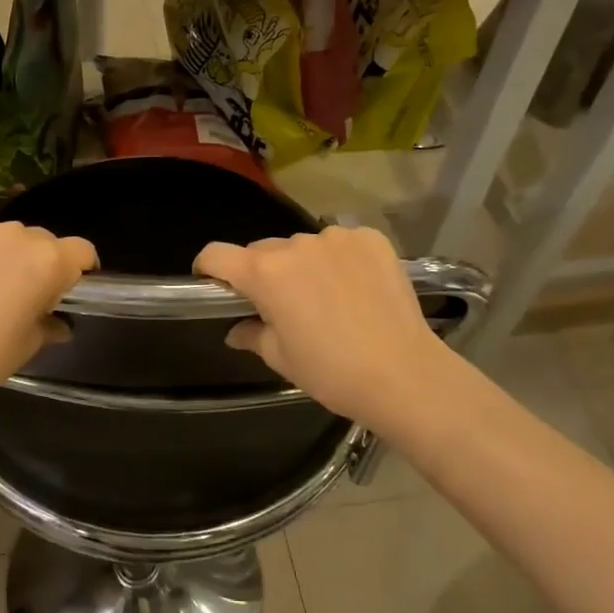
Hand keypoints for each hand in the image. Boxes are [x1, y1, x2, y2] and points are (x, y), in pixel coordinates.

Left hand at [0, 216, 97, 411]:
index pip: (82, 250)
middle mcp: (18, 235)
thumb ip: (48, 325)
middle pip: (40, 240)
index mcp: (49, 262)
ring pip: (1, 234)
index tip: (68, 286)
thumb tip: (58, 324)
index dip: (80, 267)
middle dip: (37, 261)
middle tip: (18, 293)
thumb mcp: (28, 345)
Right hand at [194, 226, 453, 435]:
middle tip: (282, 305)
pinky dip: (340, 259)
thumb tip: (236, 329)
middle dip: (263, 273)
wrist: (404, 375)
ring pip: (304, 246)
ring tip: (327, 298)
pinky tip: (356, 288)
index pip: (216, 254)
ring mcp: (336, 237)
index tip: (214, 285)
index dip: (208, 268)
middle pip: (263, 251)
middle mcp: (296, 245)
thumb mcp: (281, 358)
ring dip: (303, 265)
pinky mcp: (370, 239)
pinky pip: (341, 243)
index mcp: (265, 273)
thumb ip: (252, 334)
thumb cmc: (332, 372)